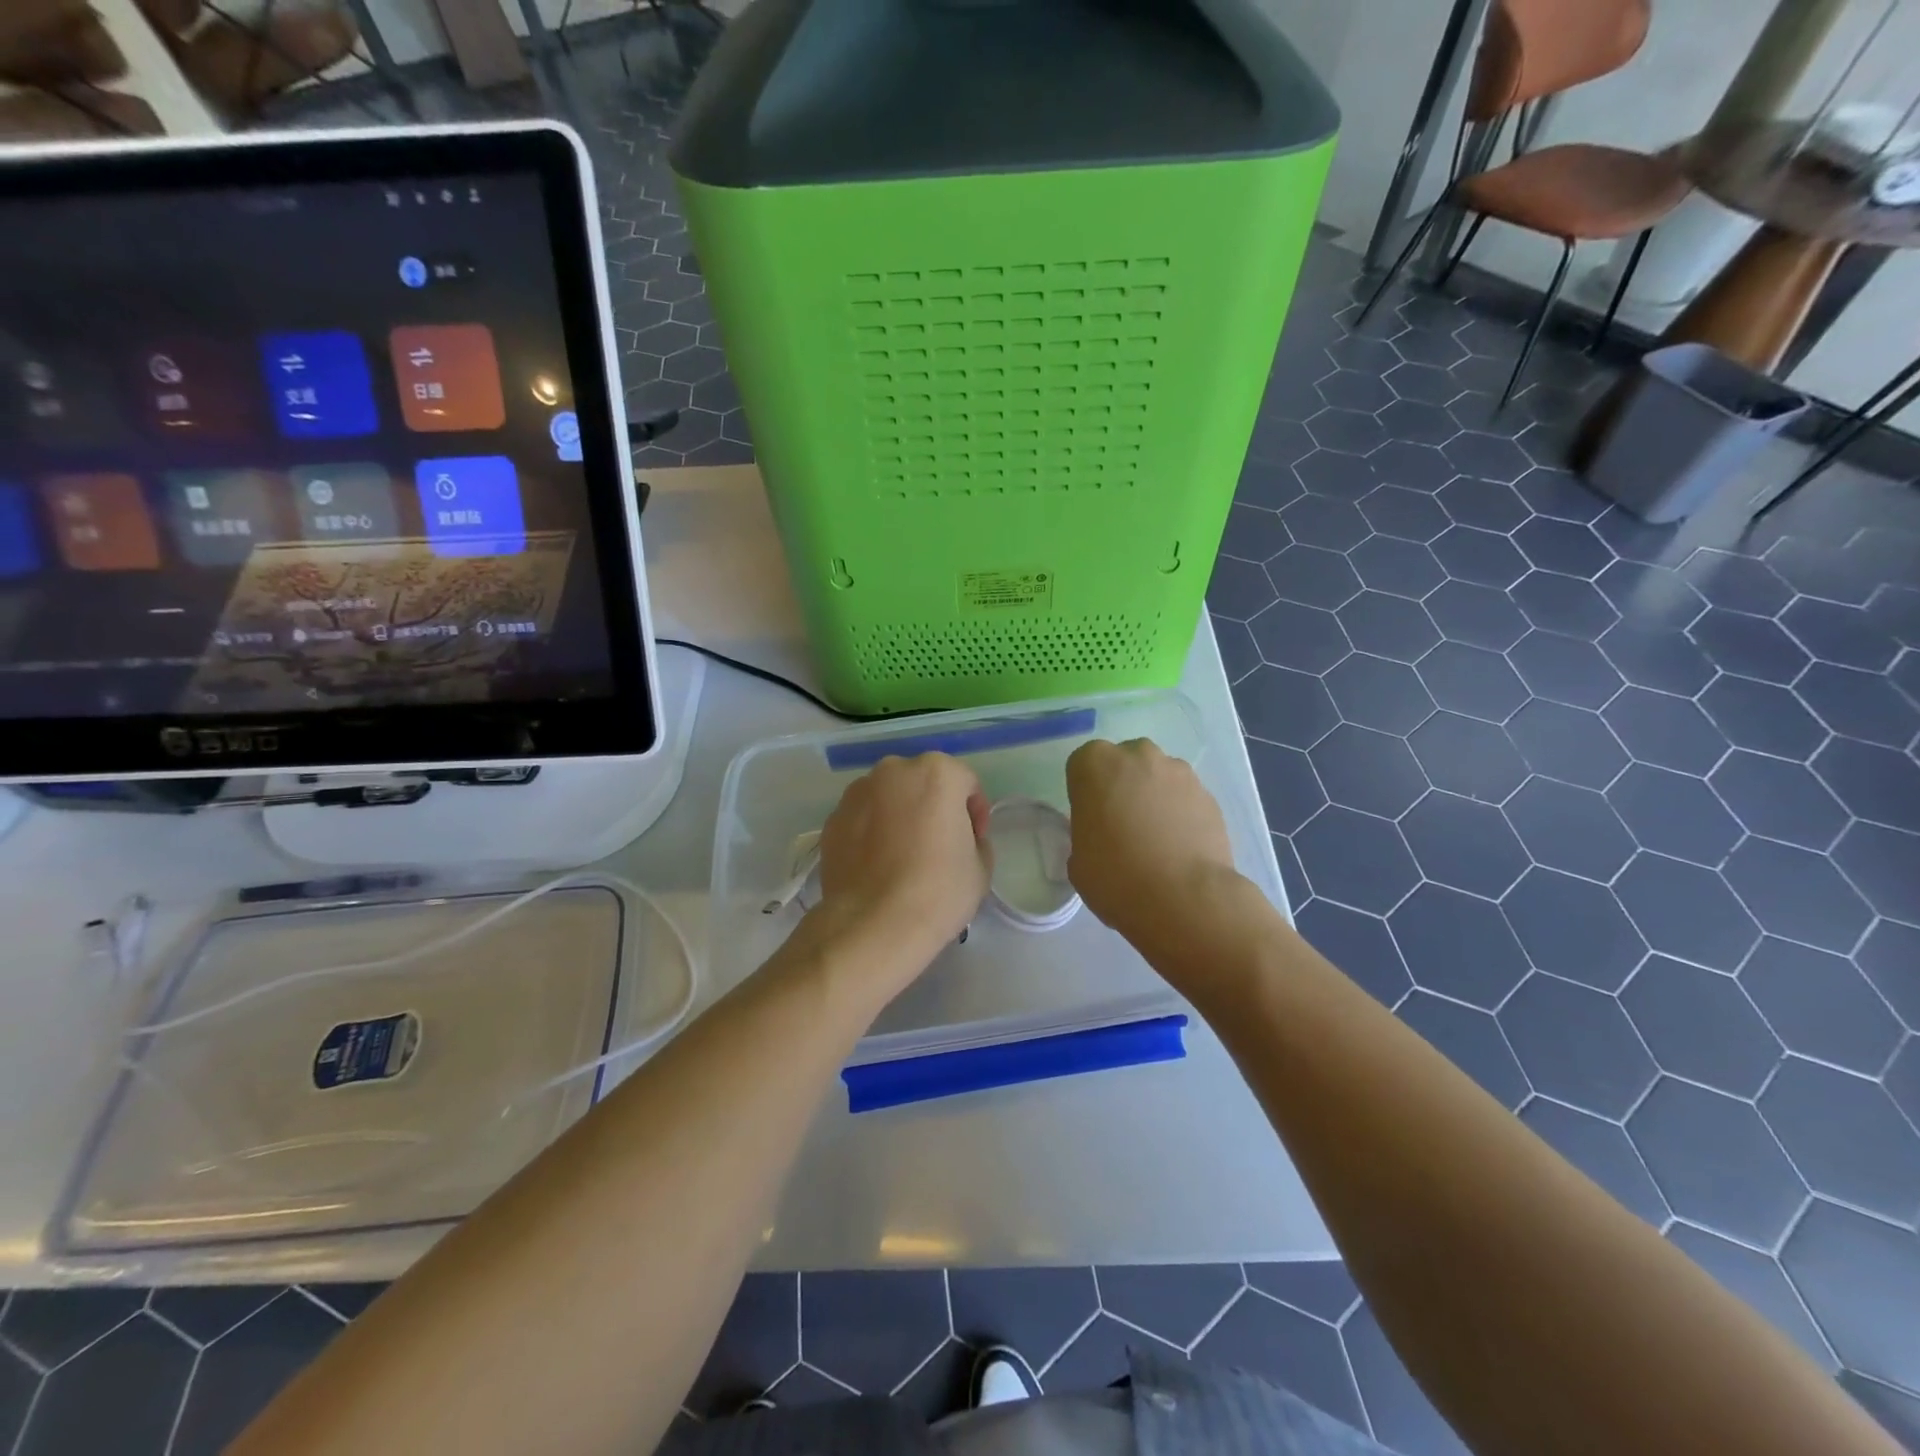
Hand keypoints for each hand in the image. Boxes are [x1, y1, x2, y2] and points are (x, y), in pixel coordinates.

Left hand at [815, 753, 992, 970]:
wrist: (873, 925)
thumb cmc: (938, 890)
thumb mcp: (981, 866)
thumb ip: (975, 840)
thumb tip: (959, 839)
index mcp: (936, 773)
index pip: (966, 783)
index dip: (975, 813)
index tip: (973, 842)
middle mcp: (893, 771)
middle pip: (924, 783)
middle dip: (934, 807)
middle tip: (939, 845)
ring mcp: (857, 793)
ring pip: (889, 797)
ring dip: (901, 816)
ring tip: (904, 856)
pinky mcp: (833, 820)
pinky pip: (863, 819)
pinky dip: (873, 832)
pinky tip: (878, 866)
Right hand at [1065, 739, 1241, 961]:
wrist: (1183, 898)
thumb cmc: (1115, 877)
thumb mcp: (1077, 858)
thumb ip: (1087, 832)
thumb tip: (1103, 833)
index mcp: (1095, 764)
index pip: (1083, 766)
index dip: (1086, 793)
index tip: (1091, 819)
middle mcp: (1137, 756)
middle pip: (1124, 763)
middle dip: (1122, 786)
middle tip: (1122, 825)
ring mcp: (1178, 771)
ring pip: (1158, 777)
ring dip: (1153, 797)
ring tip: (1156, 839)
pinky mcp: (1208, 793)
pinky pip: (1184, 797)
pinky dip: (1180, 813)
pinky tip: (1179, 846)